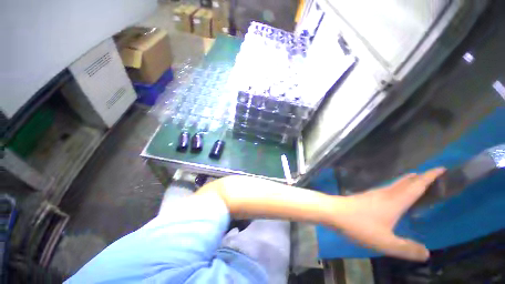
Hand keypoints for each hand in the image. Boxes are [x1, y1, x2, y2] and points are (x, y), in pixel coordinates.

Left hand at [333, 168, 445, 260]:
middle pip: (406, 182)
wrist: (333, 212)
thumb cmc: (359, 225)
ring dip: (408, 182)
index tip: (441, 168)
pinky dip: (397, 189)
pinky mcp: (366, 197)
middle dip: (420, 177)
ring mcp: (374, 194)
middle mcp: (385, 194)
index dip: (430, 176)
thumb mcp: (385, 242)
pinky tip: (394, 197)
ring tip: (417, 184)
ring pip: (395, 185)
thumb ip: (407, 248)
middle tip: (433, 176)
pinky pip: (387, 190)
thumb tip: (427, 253)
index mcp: (395, 201)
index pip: (417, 185)